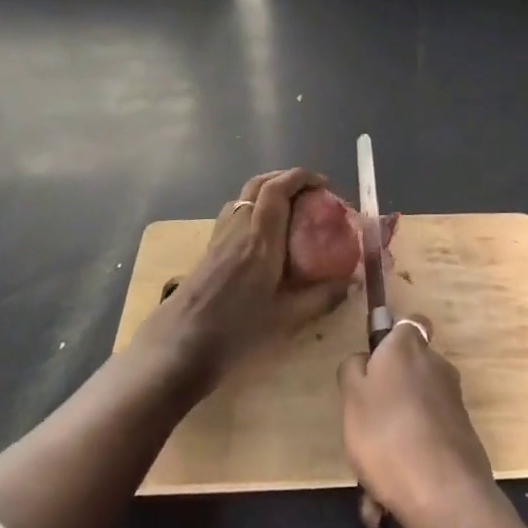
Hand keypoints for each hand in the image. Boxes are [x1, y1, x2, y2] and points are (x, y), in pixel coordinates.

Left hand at [144, 168, 351, 386]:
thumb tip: (352, 283)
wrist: (176, 350)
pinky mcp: (208, 251)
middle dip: (285, 178)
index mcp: (261, 238)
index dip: (301, 177)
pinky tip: (261, 236)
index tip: (322, 184)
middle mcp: (239, 228)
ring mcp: (220, 237)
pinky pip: (233, 213)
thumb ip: (321, 297)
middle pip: (259, 184)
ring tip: (288, 209)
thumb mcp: (286, 319)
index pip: (278, 189)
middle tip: (308, 191)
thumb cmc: (234, 332)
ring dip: (267, 191)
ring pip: (243, 196)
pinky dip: (253, 209)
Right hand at [339, 314, 497, 527]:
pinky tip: (387, 504)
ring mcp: (452, 402)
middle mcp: (436, 366)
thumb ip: (353, 370)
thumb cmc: (386, 433)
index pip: (408, 324)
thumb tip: (364, 361)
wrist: (443, 493)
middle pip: (407, 375)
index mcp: (408, 347)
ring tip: (370, 489)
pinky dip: (408, 467)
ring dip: (391, 445)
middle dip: (385, 405)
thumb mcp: (351, 397)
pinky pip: (425, 445)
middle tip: (362, 438)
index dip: (391, 341)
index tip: (374, 367)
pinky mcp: (462, 437)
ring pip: (412, 418)